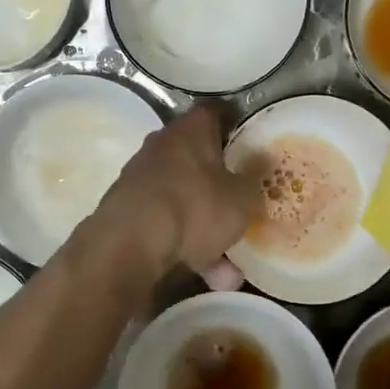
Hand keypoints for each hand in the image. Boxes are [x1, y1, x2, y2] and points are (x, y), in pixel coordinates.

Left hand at [92, 104, 257, 278]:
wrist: (128, 245)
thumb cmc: (194, 208)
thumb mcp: (242, 198)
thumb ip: (255, 180)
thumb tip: (262, 162)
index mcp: (190, 130)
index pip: (215, 112)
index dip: (235, 123)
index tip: (251, 139)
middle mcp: (162, 145)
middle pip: (198, 158)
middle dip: (222, 186)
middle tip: (244, 206)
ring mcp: (140, 178)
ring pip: (185, 200)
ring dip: (207, 231)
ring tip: (230, 271)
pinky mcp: (126, 210)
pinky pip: (167, 224)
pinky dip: (186, 246)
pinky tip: (205, 275)